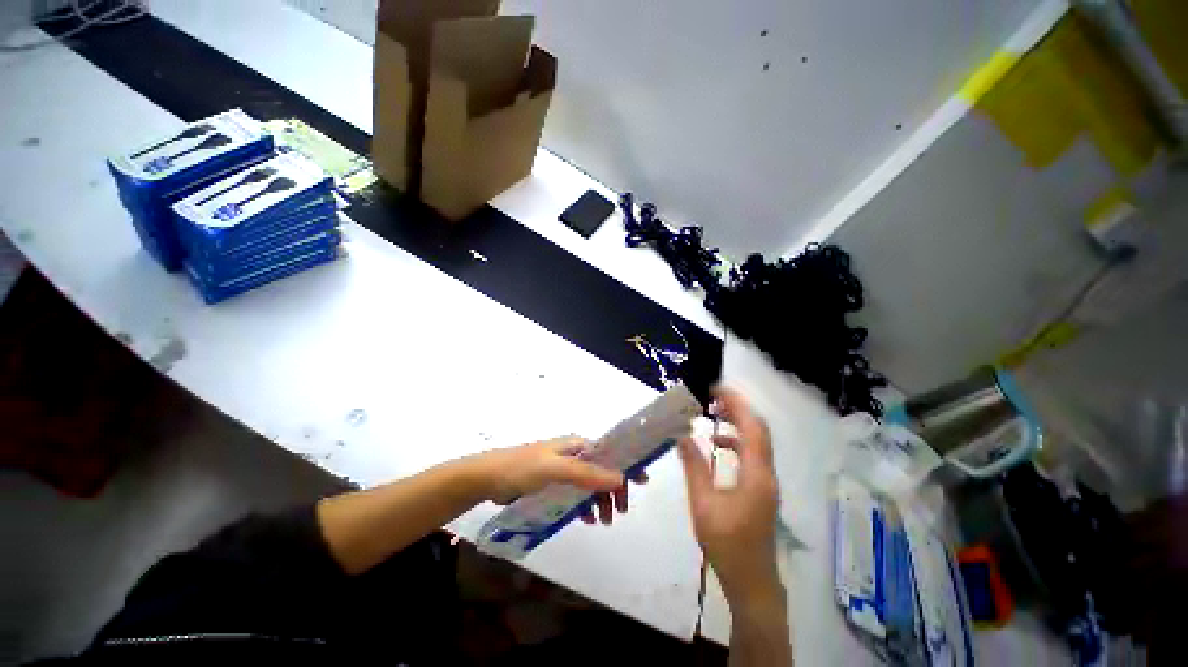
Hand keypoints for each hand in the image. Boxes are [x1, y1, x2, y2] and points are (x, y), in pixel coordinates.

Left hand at [468, 437, 644, 524]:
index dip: (626, 463)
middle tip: (621, 511)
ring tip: (604, 521)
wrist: (489, 478)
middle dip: (614, 488)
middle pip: (602, 470)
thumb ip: (586, 473)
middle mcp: (573, 454)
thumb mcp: (556, 469)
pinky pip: (577, 494)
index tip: (642, 481)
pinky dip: (585, 505)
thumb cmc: (523, 468)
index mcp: (576, 445)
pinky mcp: (553, 484)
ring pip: (591, 484)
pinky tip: (587, 519)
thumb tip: (620, 478)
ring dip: (601, 500)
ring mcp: (563, 469)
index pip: (609, 452)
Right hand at [678, 388, 781, 603]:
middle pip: (759, 430)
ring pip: (757, 441)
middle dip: (737, 408)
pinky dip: (736, 442)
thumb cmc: (727, 544)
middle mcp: (766, 473)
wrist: (752, 582)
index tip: (716, 388)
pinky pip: (752, 455)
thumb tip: (682, 436)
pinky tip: (717, 445)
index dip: (737, 403)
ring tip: (712, 413)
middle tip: (712, 396)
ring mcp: (766, 481)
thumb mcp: (703, 504)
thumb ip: (693, 467)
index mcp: (756, 474)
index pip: (752, 427)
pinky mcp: (761, 488)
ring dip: (737, 423)